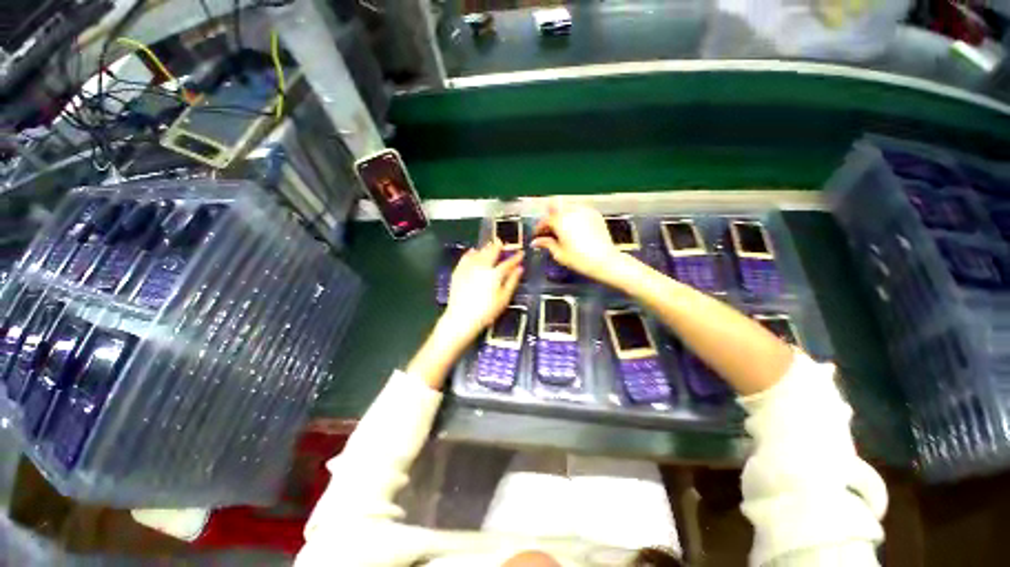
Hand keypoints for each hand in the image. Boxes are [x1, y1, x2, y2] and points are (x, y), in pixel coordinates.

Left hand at [442, 239, 523, 343]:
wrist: (461, 318)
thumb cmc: (486, 312)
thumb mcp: (503, 299)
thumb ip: (512, 282)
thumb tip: (520, 269)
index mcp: (495, 274)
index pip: (508, 262)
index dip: (516, 257)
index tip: (521, 253)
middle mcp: (482, 267)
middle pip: (492, 252)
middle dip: (499, 246)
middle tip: (503, 244)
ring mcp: (468, 267)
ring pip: (479, 252)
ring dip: (487, 248)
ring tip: (491, 246)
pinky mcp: (458, 271)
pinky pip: (466, 257)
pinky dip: (471, 252)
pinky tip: (474, 251)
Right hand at [531, 201, 629, 284]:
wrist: (605, 261)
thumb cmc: (580, 259)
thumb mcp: (559, 254)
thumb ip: (546, 244)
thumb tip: (535, 242)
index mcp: (560, 221)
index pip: (545, 220)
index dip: (539, 228)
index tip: (537, 235)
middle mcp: (572, 211)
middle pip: (555, 209)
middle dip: (550, 219)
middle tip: (548, 232)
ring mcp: (585, 211)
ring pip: (567, 207)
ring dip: (561, 215)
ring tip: (561, 230)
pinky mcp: (595, 214)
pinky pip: (579, 210)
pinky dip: (573, 216)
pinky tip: (574, 228)